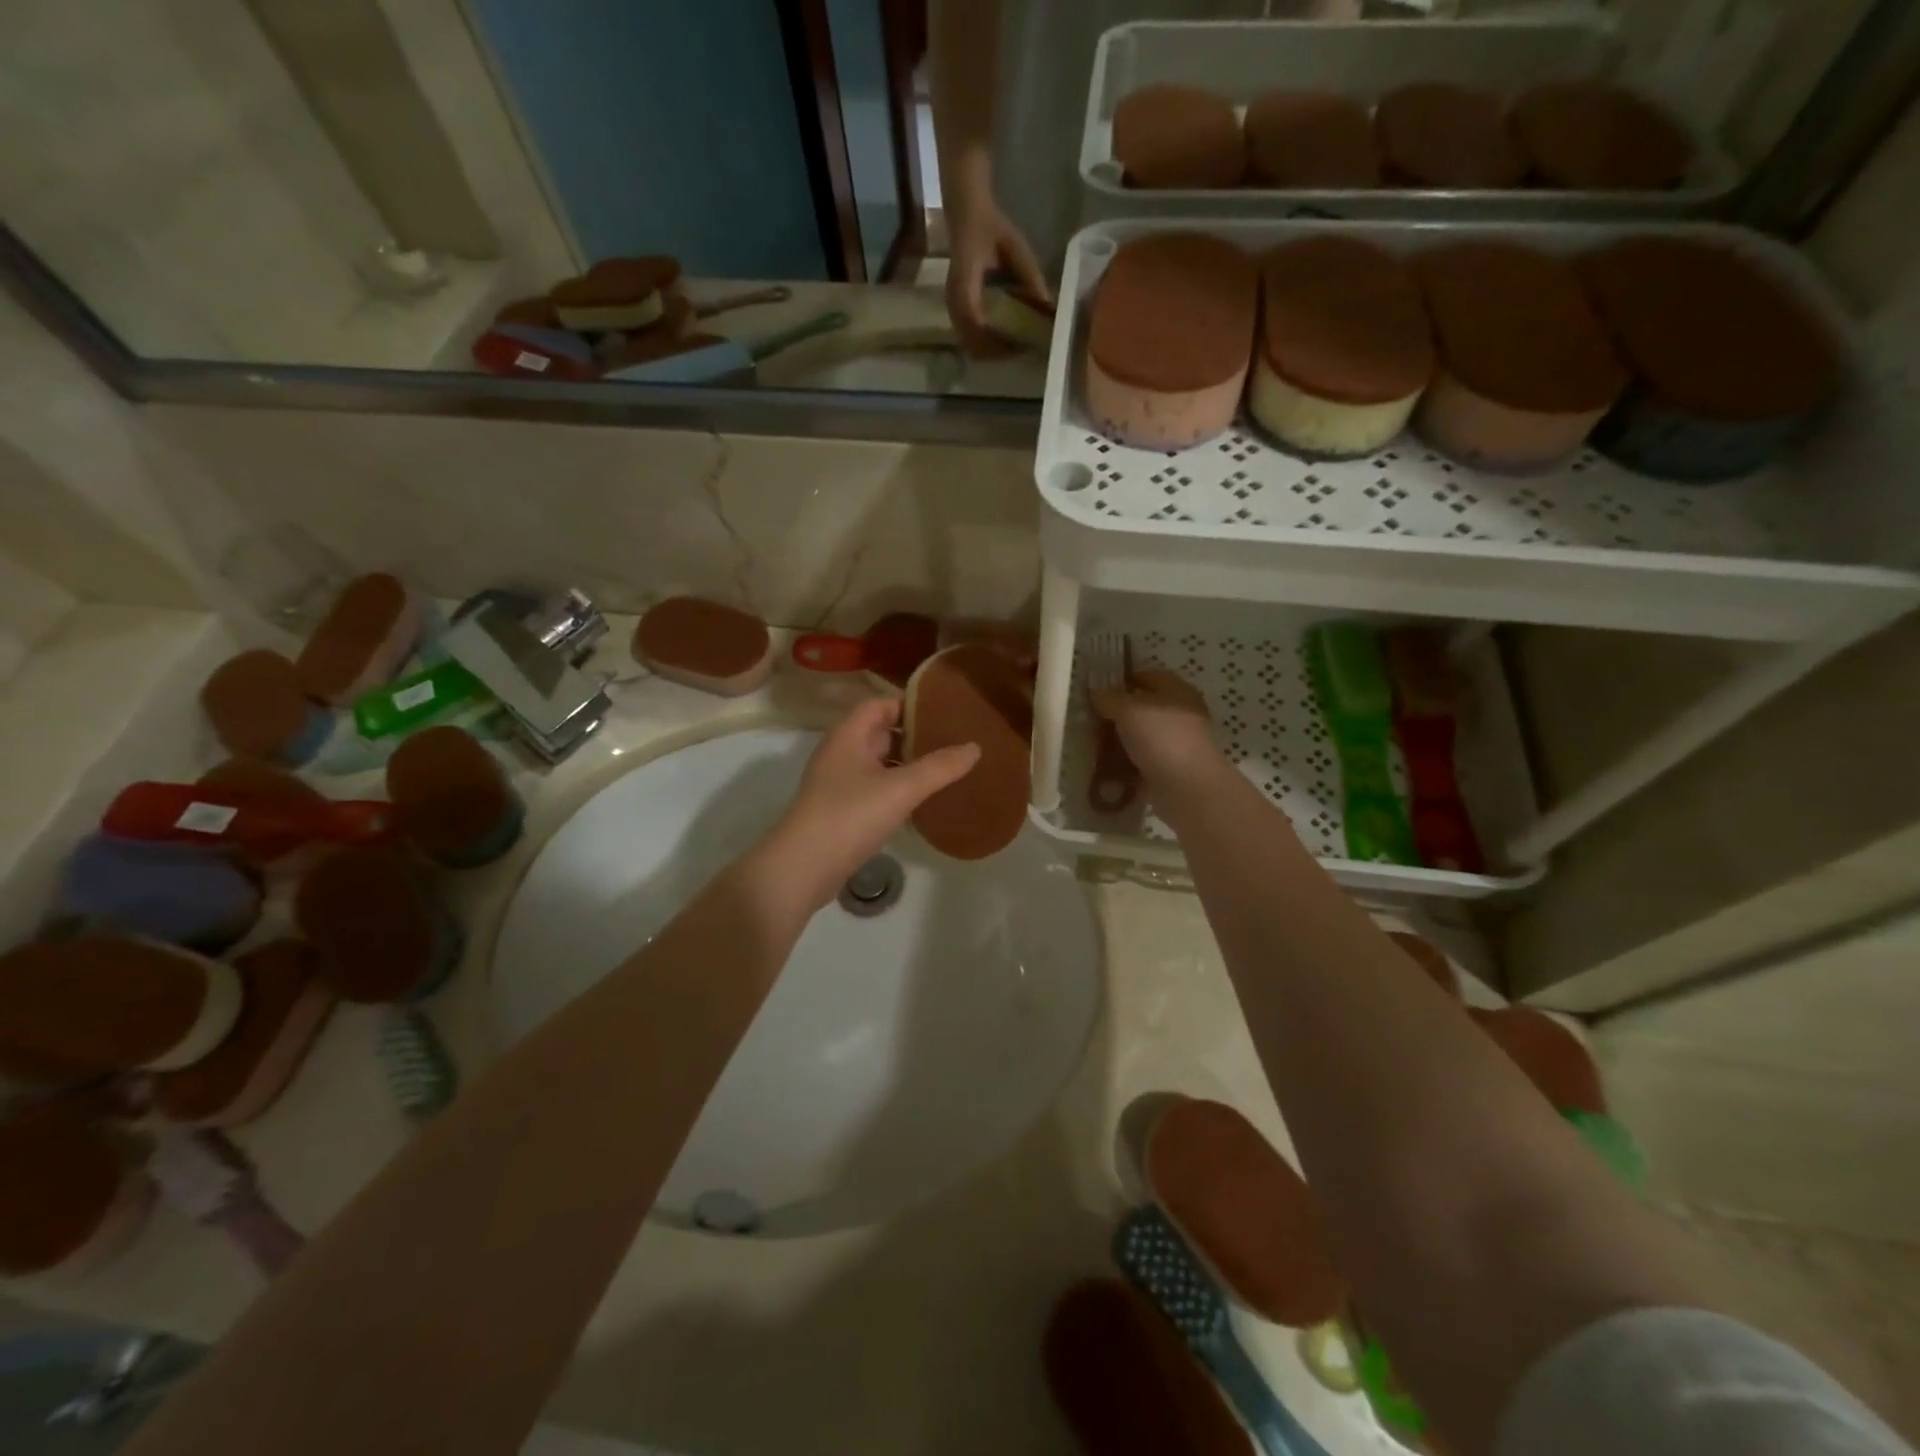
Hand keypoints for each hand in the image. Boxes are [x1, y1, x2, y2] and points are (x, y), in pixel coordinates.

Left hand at [759, 698, 980, 909]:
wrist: (803, 867)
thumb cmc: (850, 816)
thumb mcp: (902, 789)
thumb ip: (940, 767)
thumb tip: (975, 747)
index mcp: (848, 736)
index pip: (879, 704)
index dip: (909, 704)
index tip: (943, 712)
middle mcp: (840, 753)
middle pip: (879, 733)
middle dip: (913, 735)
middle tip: (951, 740)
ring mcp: (837, 783)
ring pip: (877, 764)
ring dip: (905, 764)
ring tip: (943, 769)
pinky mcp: (840, 811)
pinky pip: (873, 789)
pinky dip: (896, 789)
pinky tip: (921, 801)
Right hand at [945, 179, 1048, 358]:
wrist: (966, 215)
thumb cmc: (991, 228)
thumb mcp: (1016, 247)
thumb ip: (1030, 275)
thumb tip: (1047, 304)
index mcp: (967, 283)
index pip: (978, 323)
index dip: (997, 341)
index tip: (1020, 345)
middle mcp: (954, 300)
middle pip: (971, 342)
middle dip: (995, 352)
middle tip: (1019, 349)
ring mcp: (951, 306)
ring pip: (968, 344)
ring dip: (988, 350)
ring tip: (1012, 346)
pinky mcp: (954, 309)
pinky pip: (967, 336)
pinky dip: (983, 343)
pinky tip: (1001, 337)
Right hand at [1091, 668, 1223, 791]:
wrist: (1187, 787)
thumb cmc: (1161, 737)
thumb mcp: (1128, 709)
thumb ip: (1108, 698)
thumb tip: (1095, 692)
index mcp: (1176, 691)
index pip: (1146, 676)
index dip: (1121, 681)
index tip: (1095, 691)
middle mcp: (1177, 714)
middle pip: (1139, 709)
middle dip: (1113, 715)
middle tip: (1089, 723)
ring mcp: (1173, 743)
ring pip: (1137, 736)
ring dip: (1115, 741)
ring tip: (1092, 746)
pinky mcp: (1167, 769)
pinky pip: (1138, 761)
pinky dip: (1122, 763)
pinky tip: (1104, 766)